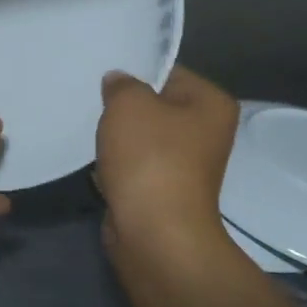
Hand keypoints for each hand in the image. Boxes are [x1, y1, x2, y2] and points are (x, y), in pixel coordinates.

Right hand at [96, 66, 237, 271]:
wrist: (154, 233)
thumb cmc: (150, 158)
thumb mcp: (129, 103)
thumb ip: (121, 84)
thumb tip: (118, 83)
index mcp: (212, 104)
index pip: (170, 72)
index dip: (136, 73)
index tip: (105, 77)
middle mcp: (206, 133)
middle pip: (156, 107)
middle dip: (124, 108)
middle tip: (94, 102)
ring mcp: (185, 167)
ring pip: (142, 139)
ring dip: (118, 140)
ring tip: (94, 134)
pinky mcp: (163, 192)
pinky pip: (134, 168)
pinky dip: (116, 167)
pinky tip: (98, 165)